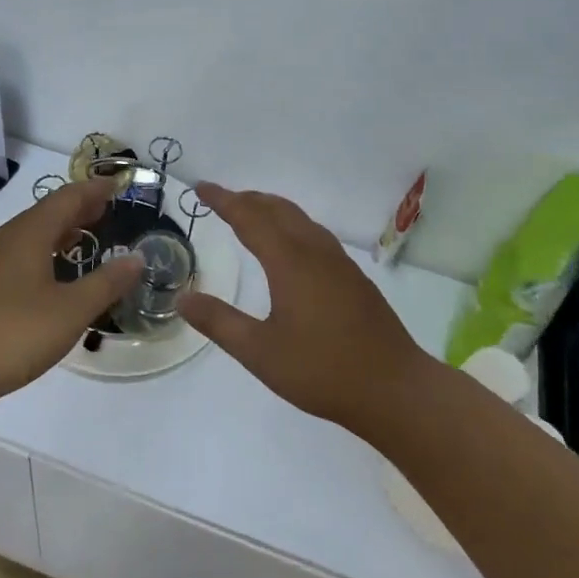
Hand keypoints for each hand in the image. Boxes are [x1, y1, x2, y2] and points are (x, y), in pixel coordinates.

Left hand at [0, 177, 143, 409]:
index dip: (93, 190)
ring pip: (30, 234)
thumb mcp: (70, 311)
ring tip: (86, 237)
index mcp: (28, 234)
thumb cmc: (13, 333)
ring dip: (60, 231)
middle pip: (46, 213)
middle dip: (78, 208)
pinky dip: (43, 252)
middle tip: (106, 209)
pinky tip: (51, 274)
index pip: (66, 198)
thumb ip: (106, 283)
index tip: (117, 186)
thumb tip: (136, 258)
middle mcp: (5, 239)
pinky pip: (19, 254)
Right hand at [179, 183, 432, 431]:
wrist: (395, 389)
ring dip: (272, 210)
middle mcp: (315, 252)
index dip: (223, 200)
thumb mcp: (260, 353)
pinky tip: (291, 248)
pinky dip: (291, 226)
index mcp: (290, 262)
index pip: (249, 217)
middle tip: (221, 200)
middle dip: (248, 199)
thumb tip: (183, 299)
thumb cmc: (322, 371)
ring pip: (301, 220)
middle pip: (278, 209)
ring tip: (252, 215)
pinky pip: (315, 235)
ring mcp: (340, 263)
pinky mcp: (354, 278)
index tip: (201, 188)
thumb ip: (220, 322)